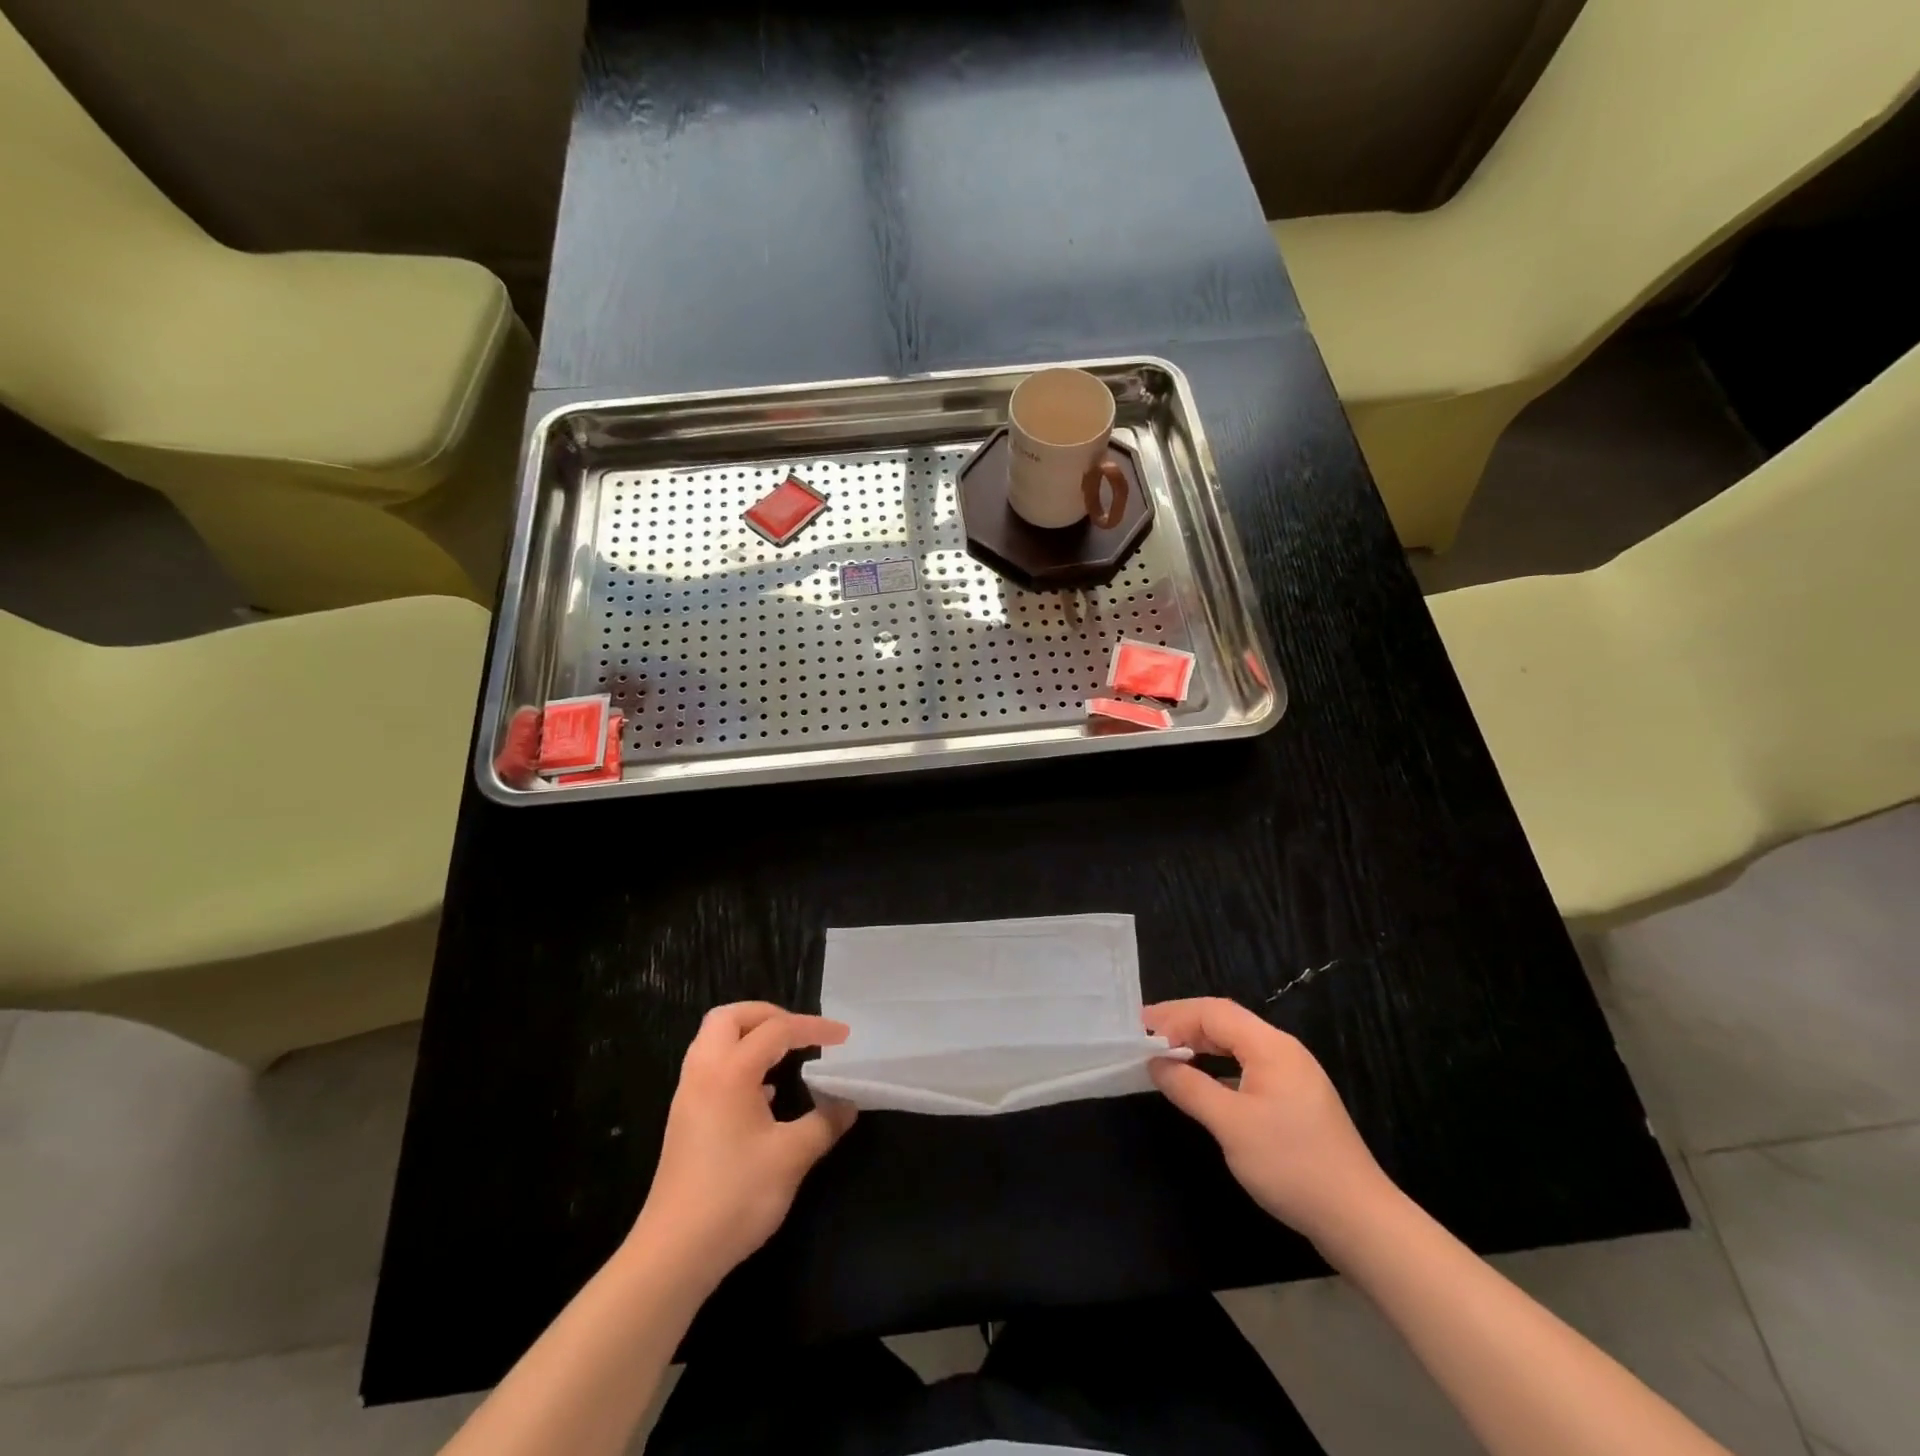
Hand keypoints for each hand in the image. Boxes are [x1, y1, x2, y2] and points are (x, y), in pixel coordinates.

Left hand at [629, 1002, 856, 1289]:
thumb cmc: (735, 1196)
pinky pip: (711, 1068)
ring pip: (714, 1041)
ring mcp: (688, 1096)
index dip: (813, 1028)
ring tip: (785, 1056)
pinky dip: (738, 1063)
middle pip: (730, 1017)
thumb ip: (824, 1122)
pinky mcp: (684, 1119)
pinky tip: (764, 1093)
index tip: (844, 1037)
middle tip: (800, 1033)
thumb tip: (848, 1103)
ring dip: (750, 1037)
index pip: (777, 1030)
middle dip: (769, 1015)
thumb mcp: (792, 1157)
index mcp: (729, 1071)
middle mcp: (703, 1072)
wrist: (674, 1254)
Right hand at [1145, 997, 1392, 1246]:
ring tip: (1167, 1054)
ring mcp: (1293, 1076)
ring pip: (1237, 1044)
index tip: (1140, 1028)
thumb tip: (1155, 1063)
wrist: (1360, 1220)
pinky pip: (1248, 1066)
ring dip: (1201, 1045)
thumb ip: (1189, 1088)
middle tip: (1147, 1037)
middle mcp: (1283, 1051)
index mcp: (1270, 1046)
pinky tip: (1203, 1082)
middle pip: (1226, 1022)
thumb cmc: (1291, 1164)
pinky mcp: (1296, 1101)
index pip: (1214, 1012)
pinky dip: (1219, 1066)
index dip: (1174, 1015)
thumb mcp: (1231, 1125)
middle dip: (1184, 1025)